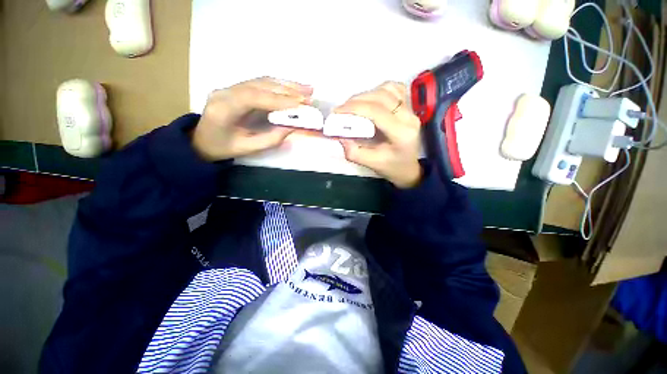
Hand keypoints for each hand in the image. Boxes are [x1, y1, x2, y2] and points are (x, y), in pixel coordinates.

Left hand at [192, 77, 312, 160]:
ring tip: (307, 89)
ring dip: (287, 85)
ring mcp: (231, 87)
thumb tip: (292, 126)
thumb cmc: (222, 148)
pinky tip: (293, 87)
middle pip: (260, 85)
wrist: (201, 140)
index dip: (278, 100)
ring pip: (262, 81)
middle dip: (287, 90)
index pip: (253, 97)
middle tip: (309, 96)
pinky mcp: (238, 88)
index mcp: (223, 108)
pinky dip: (280, 85)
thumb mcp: (247, 148)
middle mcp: (225, 92)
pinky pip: (261, 84)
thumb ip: (271, 139)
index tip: (300, 105)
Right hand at [335, 82, 422, 188]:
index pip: (377, 111)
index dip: (354, 108)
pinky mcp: (408, 106)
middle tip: (341, 110)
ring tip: (352, 107)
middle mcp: (409, 117)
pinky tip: (368, 100)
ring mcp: (411, 109)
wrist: (408, 167)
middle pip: (381, 96)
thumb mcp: (371, 164)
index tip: (337, 112)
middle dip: (356, 100)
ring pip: (387, 89)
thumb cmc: (391, 167)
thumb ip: (354, 151)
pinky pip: (393, 89)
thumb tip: (340, 135)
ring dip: (366, 95)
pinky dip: (377, 90)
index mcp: (402, 133)